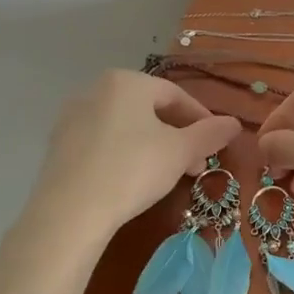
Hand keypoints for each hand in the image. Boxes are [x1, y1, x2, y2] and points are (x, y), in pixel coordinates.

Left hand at [33, 70, 242, 235]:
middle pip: (149, 109)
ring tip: (169, 176)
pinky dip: (125, 154)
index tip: (215, 144)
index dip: (201, 119)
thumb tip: (235, 123)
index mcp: (127, 81)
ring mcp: (72, 116)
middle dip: (178, 136)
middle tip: (195, 165)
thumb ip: (210, 134)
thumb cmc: (132, 170)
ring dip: (153, 146)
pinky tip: (133, 180)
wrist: (69, 212)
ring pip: (126, 126)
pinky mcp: (58, 145)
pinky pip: (103, 142)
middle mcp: (96, 89)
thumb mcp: (181, 152)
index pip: (175, 95)